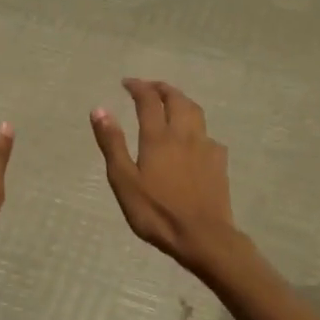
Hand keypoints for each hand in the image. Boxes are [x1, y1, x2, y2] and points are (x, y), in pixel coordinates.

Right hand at [91, 79, 241, 273]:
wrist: (203, 236)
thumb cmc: (157, 212)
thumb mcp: (124, 181)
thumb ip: (112, 143)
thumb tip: (100, 109)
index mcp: (158, 137)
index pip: (148, 100)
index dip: (138, 87)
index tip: (127, 82)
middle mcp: (184, 134)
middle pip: (176, 99)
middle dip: (161, 88)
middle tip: (149, 87)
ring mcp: (205, 146)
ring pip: (195, 112)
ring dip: (181, 100)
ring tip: (171, 102)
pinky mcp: (219, 162)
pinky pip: (207, 133)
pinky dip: (196, 126)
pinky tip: (193, 138)